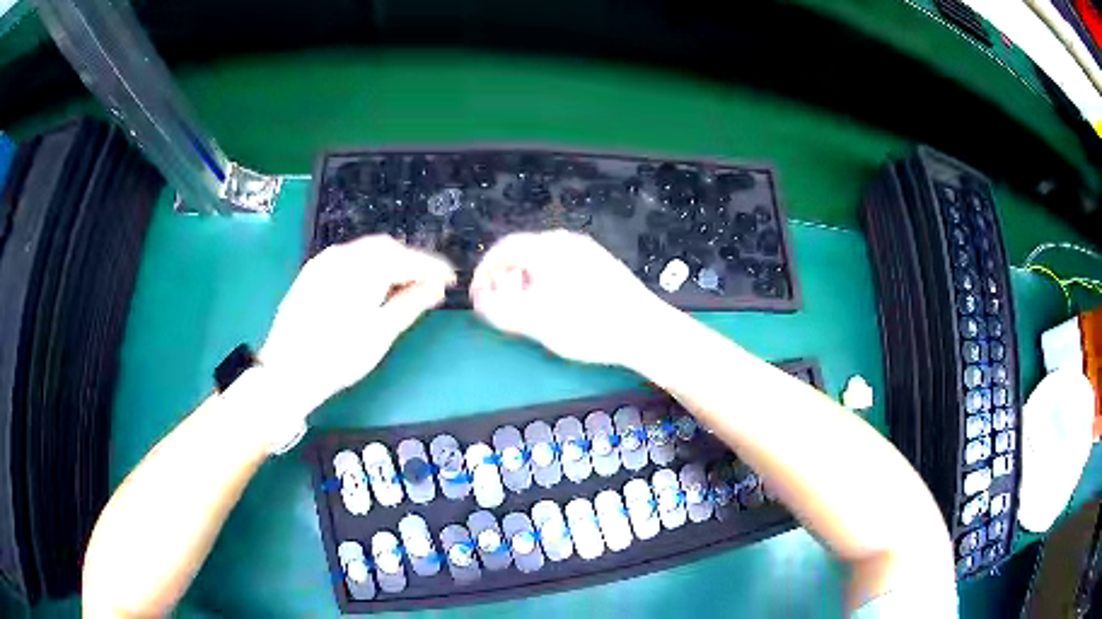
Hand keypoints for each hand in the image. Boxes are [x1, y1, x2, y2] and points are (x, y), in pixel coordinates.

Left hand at [260, 235, 454, 413]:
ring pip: (365, 251)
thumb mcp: (381, 334)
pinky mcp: (312, 272)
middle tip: (428, 284)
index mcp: (364, 268)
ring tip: (402, 286)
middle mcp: (343, 255)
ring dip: (389, 262)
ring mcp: (324, 261)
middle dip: (410, 262)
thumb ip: (411, 304)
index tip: (451, 280)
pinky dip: (366, 266)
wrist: (287, 370)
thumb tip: (437, 287)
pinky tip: (370, 286)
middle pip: (386, 248)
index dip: (432, 268)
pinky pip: (347, 258)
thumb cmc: (339, 356)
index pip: (408, 259)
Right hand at [470, 230, 676, 366]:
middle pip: (523, 252)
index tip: (478, 296)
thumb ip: (501, 309)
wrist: (646, 331)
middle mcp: (566, 241)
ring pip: (543, 260)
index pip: (503, 249)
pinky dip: (546, 282)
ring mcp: (586, 251)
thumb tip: (481, 300)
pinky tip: (555, 307)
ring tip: (528, 311)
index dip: (484, 271)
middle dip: (505, 279)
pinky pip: (561, 266)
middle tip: (503, 308)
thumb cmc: (589, 326)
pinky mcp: (600, 264)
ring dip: (526, 282)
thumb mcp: (537, 322)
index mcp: (548, 248)